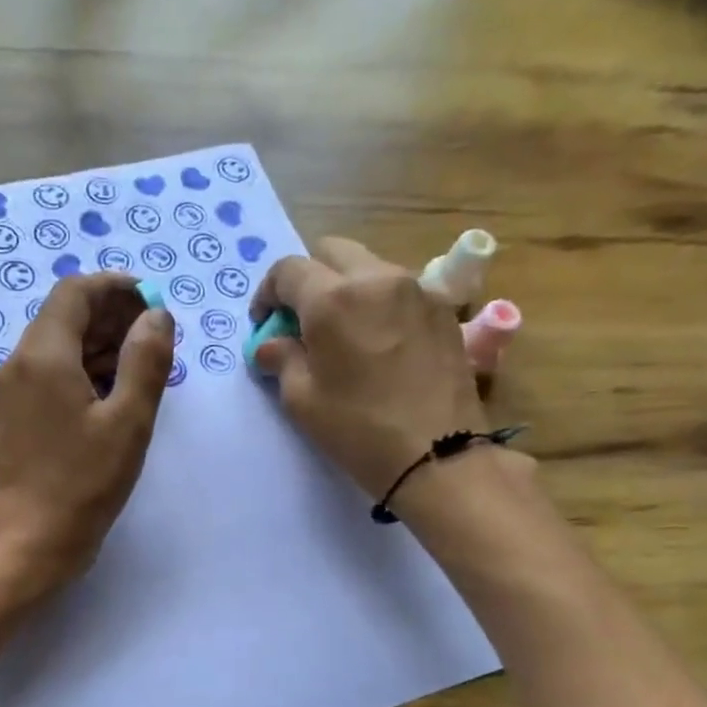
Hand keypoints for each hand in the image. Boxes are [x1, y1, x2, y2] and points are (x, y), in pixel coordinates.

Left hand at [0, 273, 175, 592]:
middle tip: (156, 337)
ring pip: (57, 347)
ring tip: (143, 366)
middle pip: (64, 317)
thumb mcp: (128, 421)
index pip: (75, 293)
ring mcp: (11, 392)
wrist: (31, 543)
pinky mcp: (14, 417)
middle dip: (111, 318)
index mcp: (42, 355)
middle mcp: (17, 364)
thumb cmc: (83, 483)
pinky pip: (49, 376)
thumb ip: (146, 360)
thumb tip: (156, 315)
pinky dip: (82, 372)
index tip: (152, 302)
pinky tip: (114, 394)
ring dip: (99, 346)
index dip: (115, 288)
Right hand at [250, 237, 486, 498]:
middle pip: (331, 252)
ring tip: (341, 332)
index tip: (264, 324)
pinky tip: (377, 342)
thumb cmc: (358, 429)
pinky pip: (399, 288)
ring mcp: (416, 289)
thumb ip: (281, 359)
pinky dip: (378, 302)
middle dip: (308, 278)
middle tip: (301, 320)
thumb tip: (270, 345)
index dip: (267, 293)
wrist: (437, 454)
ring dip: (345, 287)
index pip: (288, 270)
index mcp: (334, 299)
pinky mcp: (442, 308)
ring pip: (369, 266)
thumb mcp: (302, 400)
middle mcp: (377, 278)